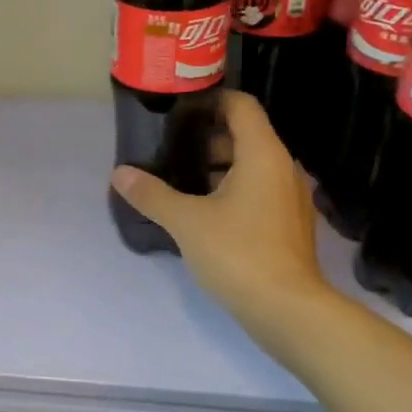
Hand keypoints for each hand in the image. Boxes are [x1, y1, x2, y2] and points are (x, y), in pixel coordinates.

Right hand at [112, 91, 327, 329]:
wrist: (287, 310)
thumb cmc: (238, 253)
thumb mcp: (186, 221)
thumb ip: (152, 194)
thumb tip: (119, 174)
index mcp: (263, 154)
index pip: (241, 106)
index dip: (211, 101)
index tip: (179, 111)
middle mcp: (283, 168)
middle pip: (247, 135)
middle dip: (209, 137)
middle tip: (171, 147)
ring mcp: (291, 197)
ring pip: (254, 165)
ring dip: (221, 165)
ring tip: (182, 178)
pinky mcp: (290, 224)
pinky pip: (260, 190)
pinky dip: (234, 189)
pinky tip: (205, 210)